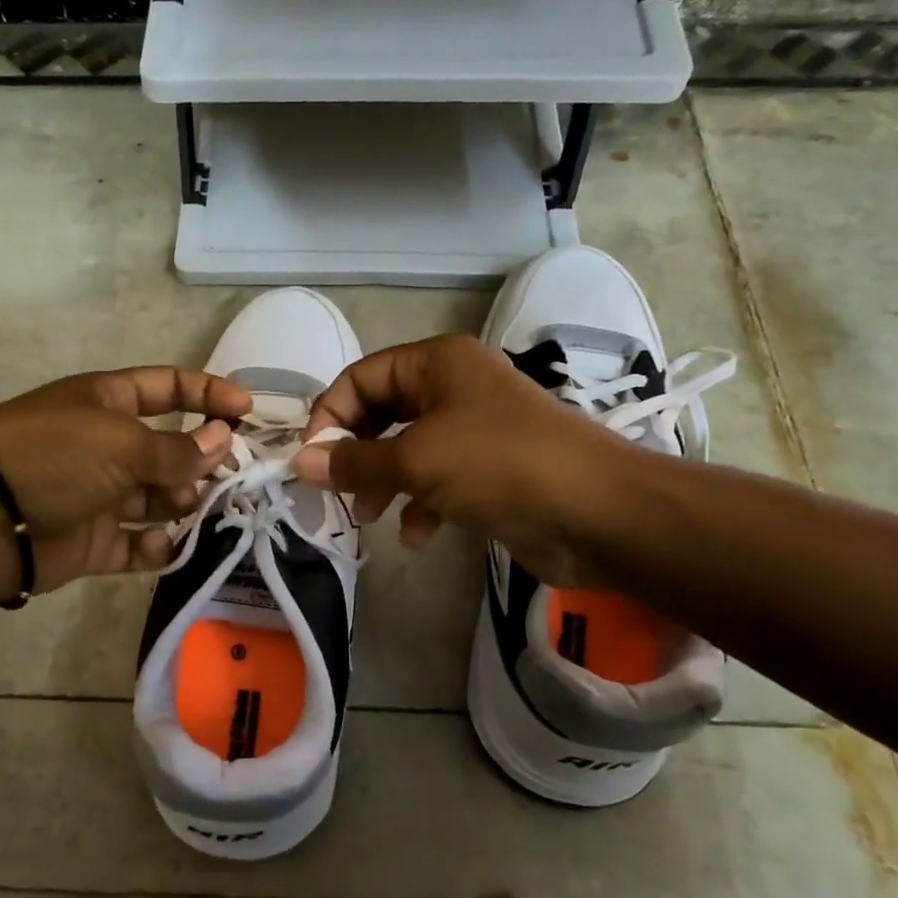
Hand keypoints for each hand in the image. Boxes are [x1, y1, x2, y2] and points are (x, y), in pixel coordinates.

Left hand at [0, 367, 251, 600]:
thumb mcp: (121, 441)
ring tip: (197, 509)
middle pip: (170, 449)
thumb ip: (177, 450)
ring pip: (158, 499)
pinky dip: (154, 548)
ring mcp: (99, 496)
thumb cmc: (52, 456)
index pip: (169, 388)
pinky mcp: (90, 543)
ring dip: (184, 504)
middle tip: (232, 477)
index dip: (208, 394)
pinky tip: (163, 546)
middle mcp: (108, 446)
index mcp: (109, 403)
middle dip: (203, 460)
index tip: (249, 412)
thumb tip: (224, 441)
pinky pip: (134, 546)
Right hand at [292, 335, 638, 588]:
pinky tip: (418, 534)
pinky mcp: (490, 471)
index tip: (312, 460)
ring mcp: (475, 430)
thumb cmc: (499, 464)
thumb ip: (354, 462)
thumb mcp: (416, 459)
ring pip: (408, 450)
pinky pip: (439, 480)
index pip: (362, 376)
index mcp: (437, 362)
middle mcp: (454, 387)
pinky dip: (422, 504)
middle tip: (337, 488)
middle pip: (382, 413)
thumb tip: (300, 462)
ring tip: (370, 515)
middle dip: (356, 452)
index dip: (331, 414)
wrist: (596, 512)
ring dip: (385, 481)